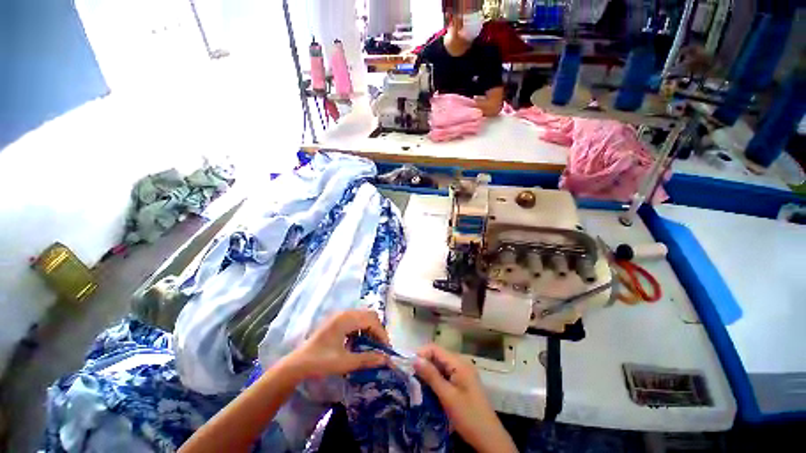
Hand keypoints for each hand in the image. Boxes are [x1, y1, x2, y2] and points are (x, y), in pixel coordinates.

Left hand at [284, 310, 390, 379]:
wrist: (297, 364)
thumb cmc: (320, 362)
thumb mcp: (345, 362)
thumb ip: (367, 359)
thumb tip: (386, 359)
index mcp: (347, 319)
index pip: (372, 320)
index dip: (381, 333)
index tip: (386, 349)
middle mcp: (345, 313)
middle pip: (369, 315)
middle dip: (377, 330)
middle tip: (380, 347)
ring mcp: (340, 316)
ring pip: (363, 317)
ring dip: (370, 329)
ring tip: (372, 346)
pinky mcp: (337, 321)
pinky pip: (356, 321)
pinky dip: (362, 330)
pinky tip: (359, 343)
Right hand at [414, 344, 517, 452]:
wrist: (489, 438)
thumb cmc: (468, 416)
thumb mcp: (447, 396)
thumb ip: (431, 375)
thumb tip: (414, 358)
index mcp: (459, 363)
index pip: (435, 349)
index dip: (420, 353)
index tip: (407, 365)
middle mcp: (461, 363)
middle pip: (437, 355)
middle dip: (423, 363)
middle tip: (410, 375)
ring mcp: (463, 372)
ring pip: (440, 365)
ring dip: (429, 371)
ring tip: (416, 382)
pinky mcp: (462, 382)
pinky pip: (445, 374)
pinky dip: (436, 378)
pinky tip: (429, 387)